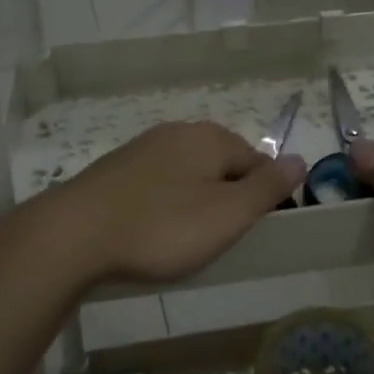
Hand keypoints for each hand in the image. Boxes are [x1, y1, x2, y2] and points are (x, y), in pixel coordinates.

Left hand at [32, 121, 305, 287]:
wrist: (73, 234)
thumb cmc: (161, 227)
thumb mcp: (226, 215)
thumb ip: (267, 187)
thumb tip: (300, 159)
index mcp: (211, 137)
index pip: (258, 162)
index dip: (263, 199)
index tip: (252, 234)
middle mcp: (180, 131)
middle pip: (223, 165)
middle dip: (228, 199)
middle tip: (218, 242)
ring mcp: (145, 147)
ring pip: (189, 174)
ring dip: (196, 203)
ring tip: (185, 242)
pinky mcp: (118, 168)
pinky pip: (159, 183)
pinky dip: (165, 205)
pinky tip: (153, 231)